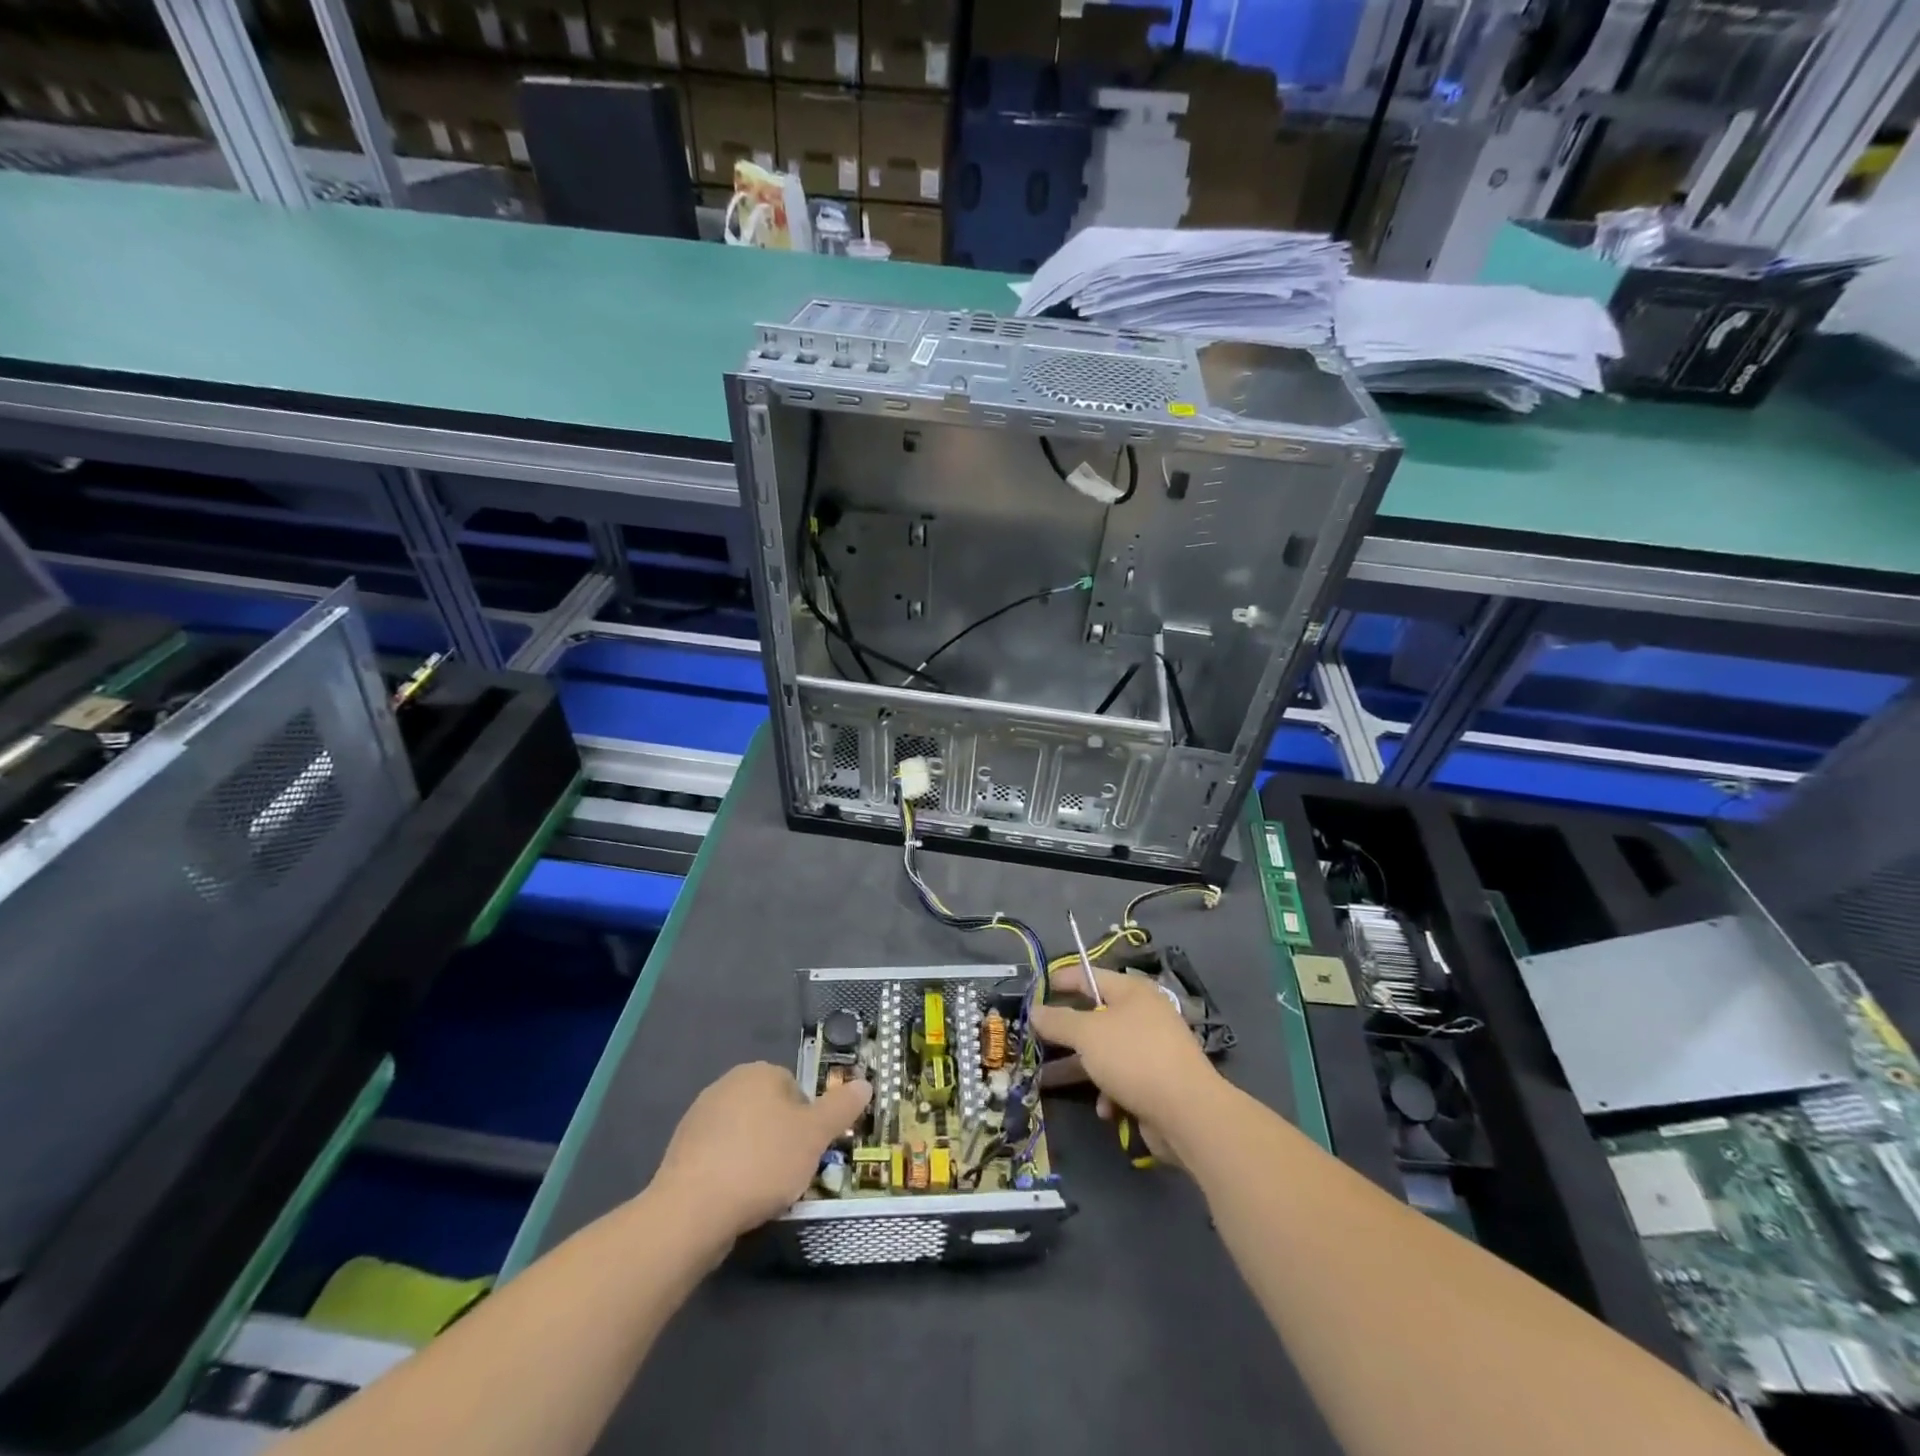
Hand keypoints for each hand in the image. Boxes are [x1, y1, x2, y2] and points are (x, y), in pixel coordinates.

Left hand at [652, 1062, 871, 1241]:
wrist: (692, 1210)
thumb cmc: (762, 1162)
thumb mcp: (815, 1135)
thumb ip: (841, 1107)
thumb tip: (865, 1083)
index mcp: (758, 1072)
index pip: (796, 1089)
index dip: (808, 1122)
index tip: (809, 1152)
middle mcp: (726, 1085)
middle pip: (770, 1111)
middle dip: (783, 1140)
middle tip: (791, 1173)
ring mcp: (699, 1118)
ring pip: (745, 1136)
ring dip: (757, 1158)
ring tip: (763, 1193)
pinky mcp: (681, 1152)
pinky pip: (720, 1158)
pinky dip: (732, 1174)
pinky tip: (736, 1200)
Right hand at [1030, 966, 1220, 1161]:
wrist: (1188, 1113)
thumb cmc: (1134, 1058)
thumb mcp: (1087, 1035)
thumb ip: (1058, 1021)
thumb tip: (1034, 1010)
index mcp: (1132, 991)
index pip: (1090, 975)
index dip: (1062, 979)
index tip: (1036, 989)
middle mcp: (1145, 1015)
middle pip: (1096, 1017)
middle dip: (1067, 1033)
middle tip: (1038, 1039)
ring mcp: (1153, 1049)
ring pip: (1106, 1052)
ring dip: (1084, 1068)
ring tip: (1053, 1080)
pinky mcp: (1158, 1082)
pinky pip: (1123, 1080)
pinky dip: (1110, 1092)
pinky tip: (1106, 1109)